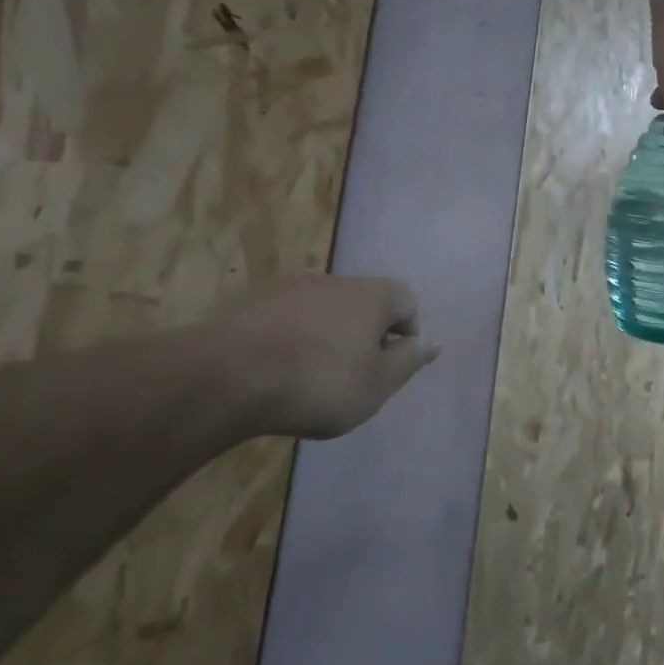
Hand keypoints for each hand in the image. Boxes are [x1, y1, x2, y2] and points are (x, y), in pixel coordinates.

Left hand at [228, 275, 438, 439]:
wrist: (231, 375)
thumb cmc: (320, 383)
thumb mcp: (377, 385)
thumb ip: (409, 361)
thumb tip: (432, 343)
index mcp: (373, 295)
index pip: (408, 303)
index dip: (407, 336)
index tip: (388, 369)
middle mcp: (336, 279)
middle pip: (365, 304)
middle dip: (365, 337)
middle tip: (353, 378)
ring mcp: (292, 286)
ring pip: (325, 310)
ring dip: (328, 337)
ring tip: (310, 377)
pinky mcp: (255, 300)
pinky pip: (289, 318)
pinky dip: (293, 338)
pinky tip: (278, 370)